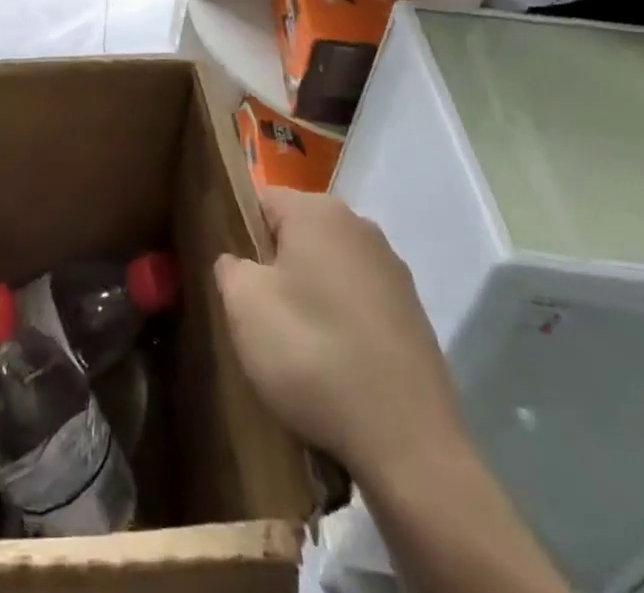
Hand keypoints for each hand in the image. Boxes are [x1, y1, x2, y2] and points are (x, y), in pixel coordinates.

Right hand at [215, 188, 462, 482]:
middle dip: (278, 266)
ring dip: (312, 294)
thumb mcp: (244, 307)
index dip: (243, 238)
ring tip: (300, 347)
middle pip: (299, 233)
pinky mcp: (414, 312)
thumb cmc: (313, 355)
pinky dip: (344, 321)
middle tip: (263, 317)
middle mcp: (360, 225)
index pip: (262, 203)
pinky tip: (338, 364)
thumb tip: (238, 262)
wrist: (407, 441)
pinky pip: (360, 301)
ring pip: (331, 267)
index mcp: (317, 211)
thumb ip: (229, 268)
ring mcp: (393, 269)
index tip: (238, 283)